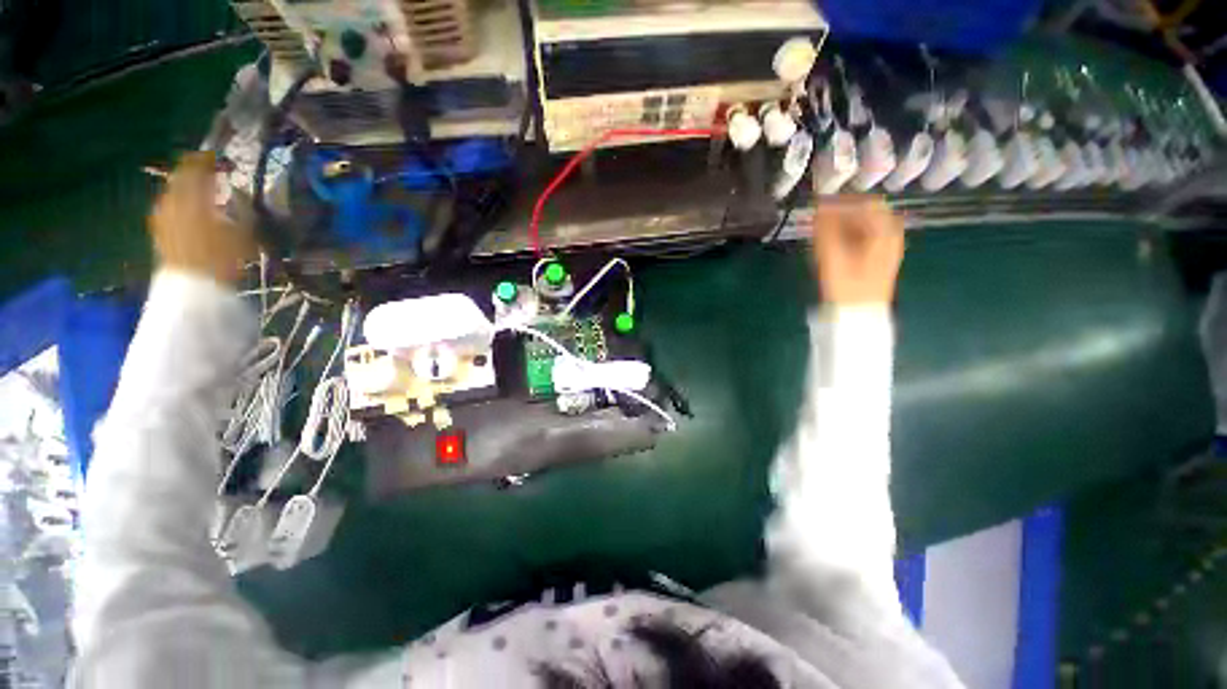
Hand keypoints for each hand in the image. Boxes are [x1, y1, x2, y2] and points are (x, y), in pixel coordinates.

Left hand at [148, 152, 253, 284]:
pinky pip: (168, 208)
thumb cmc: (221, 260)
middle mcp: (173, 203)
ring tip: (200, 192)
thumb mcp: (243, 235)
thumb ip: (242, 211)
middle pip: (180, 180)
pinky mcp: (160, 232)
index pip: (195, 170)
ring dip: (186, 189)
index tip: (219, 158)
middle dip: (193, 175)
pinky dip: (179, 204)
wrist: (192, 289)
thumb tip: (240, 194)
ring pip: (173, 193)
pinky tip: (188, 211)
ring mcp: (163, 217)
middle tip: (208, 173)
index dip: (207, 161)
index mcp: (192, 199)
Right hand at [810, 196, 904, 305]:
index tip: (822, 203)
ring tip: (821, 233)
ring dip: (843, 226)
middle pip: (867, 214)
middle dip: (842, 213)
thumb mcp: (832, 256)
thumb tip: (819, 206)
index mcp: (884, 231)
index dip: (843, 200)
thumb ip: (825, 229)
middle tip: (819, 219)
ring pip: (865, 227)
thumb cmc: (847, 285)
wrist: (860, 317)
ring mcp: (887, 249)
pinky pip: (864, 239)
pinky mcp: (878, 261)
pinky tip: (833, 246)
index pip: (866, 202)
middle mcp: (890, 235)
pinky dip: (848, 237)